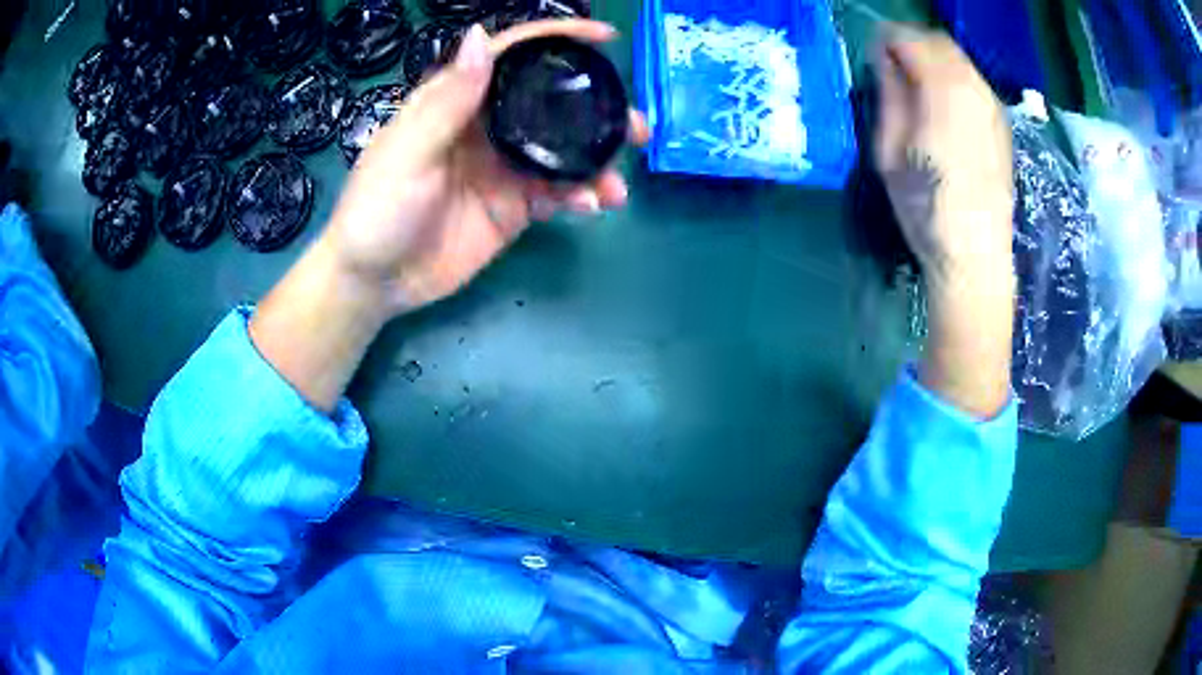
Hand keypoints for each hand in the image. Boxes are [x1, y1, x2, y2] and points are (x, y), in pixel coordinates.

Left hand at [324, 20, 649, 317]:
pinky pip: (557, 192)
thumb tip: (479, 36)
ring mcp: (504, 168)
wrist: (375, 282)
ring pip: (562, 151)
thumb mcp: (408, 153)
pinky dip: (580, 196)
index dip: (556, 38)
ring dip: (597, 161)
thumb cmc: (377, 210)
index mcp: (457, 102)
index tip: (604, 39)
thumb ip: (448, 101)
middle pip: (550, 103)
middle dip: (596, 108)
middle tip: (635, 126)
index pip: (511, 56)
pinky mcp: (513, 206)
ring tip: (618, 183)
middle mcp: (486, 127)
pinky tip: (592, 206)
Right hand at [873, 26, 1016, 417]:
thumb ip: (890, 95)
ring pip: (961, 60)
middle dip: (912, 44)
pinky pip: (975, 82)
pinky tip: (944, 104)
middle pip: (940, 43)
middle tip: (892, 65)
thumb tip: (885, 60)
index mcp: (942, 93)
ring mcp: (993, 107)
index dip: (886, 40)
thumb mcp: (890, 152)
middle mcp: (974, 90)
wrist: (976, 258)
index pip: (910, 40)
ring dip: (935, 61)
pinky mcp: (1002, 125)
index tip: (872, 53)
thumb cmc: (926, 209)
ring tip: (917, 85)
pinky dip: (955, 79)